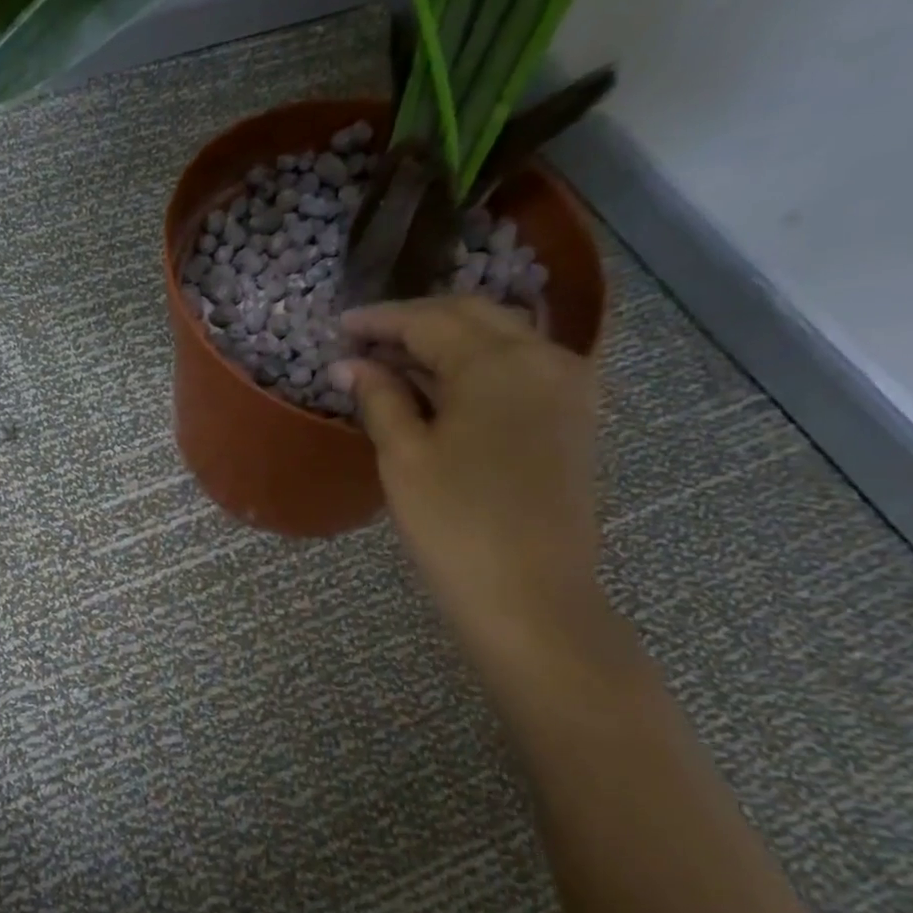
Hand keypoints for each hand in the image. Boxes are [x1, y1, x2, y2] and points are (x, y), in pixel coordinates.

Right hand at [332, 298, 601, 650]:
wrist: (532, 597)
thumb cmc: (456, 525)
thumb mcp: (404, 458)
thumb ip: (379, 399)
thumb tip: (349, 364)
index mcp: (498, 362)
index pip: (430, 320)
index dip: (380, 321)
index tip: (339, 326)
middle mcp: (543, 358)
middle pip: (473, 316)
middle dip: (417, 321)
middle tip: (366, 339)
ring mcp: (568, 387)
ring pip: (501, 339)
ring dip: (449, 342)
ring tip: (397, 361)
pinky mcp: (573, 418)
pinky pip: (521, 368)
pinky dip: (478, 366)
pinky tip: (446, 387)